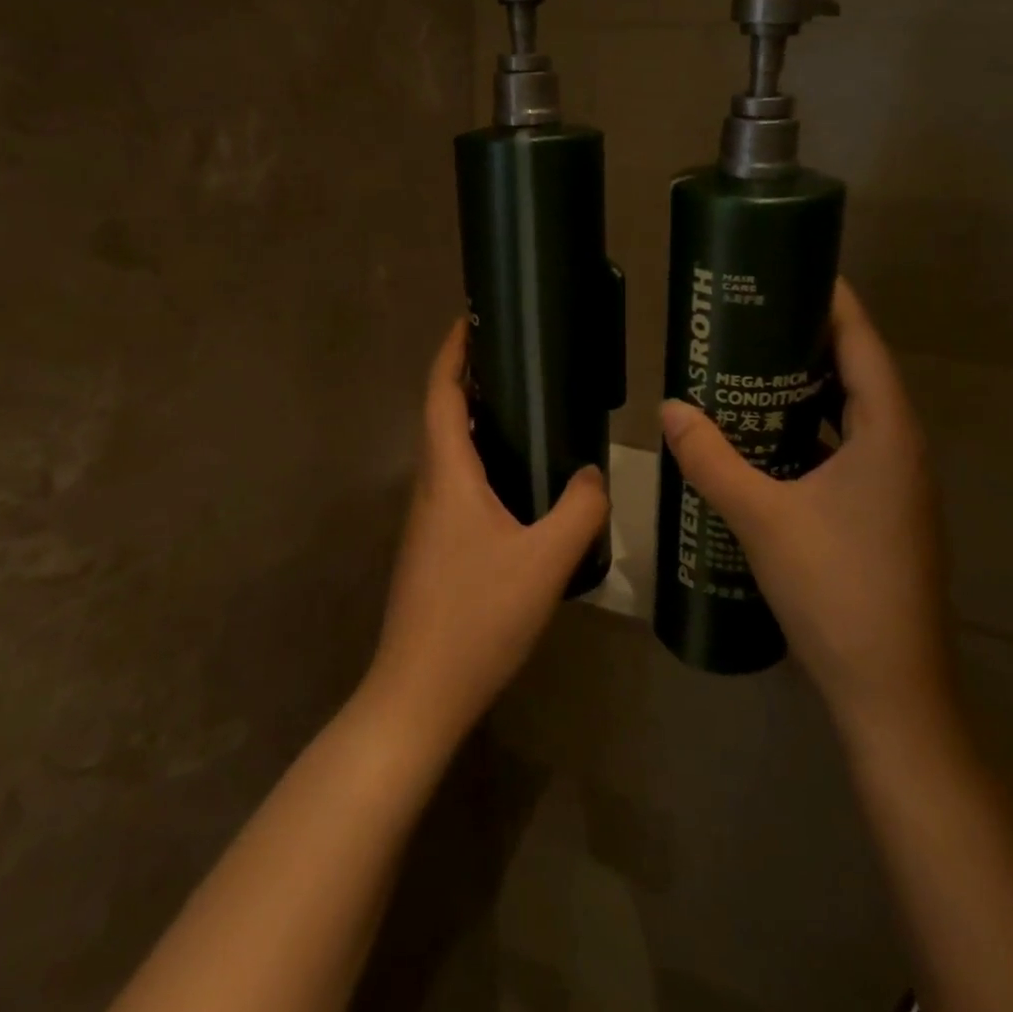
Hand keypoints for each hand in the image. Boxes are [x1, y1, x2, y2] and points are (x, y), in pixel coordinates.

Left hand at [364, 319, 608, 753]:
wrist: (419, 693)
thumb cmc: (477, 616)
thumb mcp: (545, 560)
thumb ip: (580, 509)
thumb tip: (593, 472)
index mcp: (448, 475)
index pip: (442, 394)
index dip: (453, 352)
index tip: (471, 318)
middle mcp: (430, 487)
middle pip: (443, 415)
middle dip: (470, 378)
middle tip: (516, 357)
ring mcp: (428, 520)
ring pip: (450, 452)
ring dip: (476, 420)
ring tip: (525, 407)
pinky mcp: (434, 547)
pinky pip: (457, 483)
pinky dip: (482, 459)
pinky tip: (518, 480)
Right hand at [660, 280, 952, 748]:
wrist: (889, 689)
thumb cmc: (835, 588)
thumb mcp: (761, 517)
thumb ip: (712, 459)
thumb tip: (669, 407)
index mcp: (888, 434)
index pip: (863, 344)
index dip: (834, 302)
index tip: (794, 268)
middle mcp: (900, 450)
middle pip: (858, 374)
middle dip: (810, 341)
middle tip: (753, 317)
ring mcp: (896, 487)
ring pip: (851, 417)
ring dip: (808, 391)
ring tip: (751, 368)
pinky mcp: (882, 516)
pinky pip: (845, 452)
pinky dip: (810, 434)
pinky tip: (767, 442)